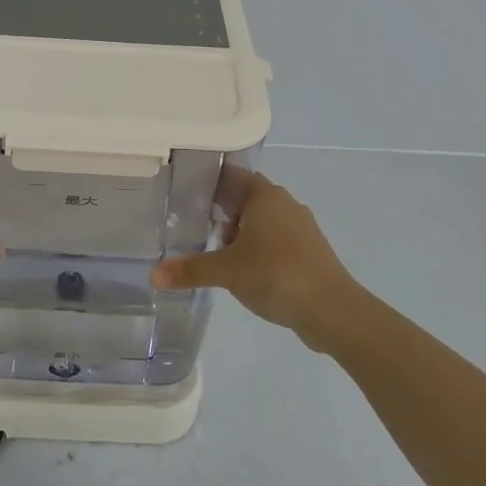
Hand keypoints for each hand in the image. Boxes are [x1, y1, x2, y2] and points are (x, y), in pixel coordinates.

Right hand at [150, 168, 356, 350]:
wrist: (333, 310)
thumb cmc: (276, 274)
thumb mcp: (226, 272)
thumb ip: (190, 270)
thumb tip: (153, 275)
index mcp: (264, 195)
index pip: (230, 175)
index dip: (207, 181)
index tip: (183, 192)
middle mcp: (284, 203)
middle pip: (244, 198)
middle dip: (219, 211)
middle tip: (189, 225)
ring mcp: (300, 228)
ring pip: (260, 221)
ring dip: (238, 233)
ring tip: (213, 252)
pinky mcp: (308, 251)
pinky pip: (274, 241)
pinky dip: (256, 249)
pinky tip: (243, 271)